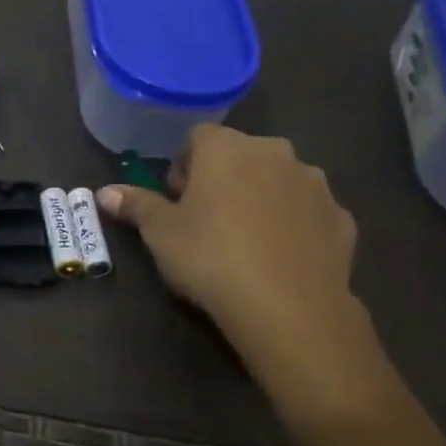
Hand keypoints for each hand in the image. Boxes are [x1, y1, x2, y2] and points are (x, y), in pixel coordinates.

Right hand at [99, 126, 388, 417]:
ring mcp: (315, 185)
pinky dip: (292, 226)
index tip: (176, 201)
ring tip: (243, 242)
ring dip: (259, 199)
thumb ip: (135, 206)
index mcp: (227, 149)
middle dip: (221, 180)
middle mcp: (275, 153)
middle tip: (205, 222)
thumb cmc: (210, 258)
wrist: (288, 307)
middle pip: (240, 156)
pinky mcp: (341, 218)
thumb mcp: (160, 234)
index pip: (197, 138)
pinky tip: (277, 259)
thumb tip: (105, 192)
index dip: (183, 167)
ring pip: (276, 181)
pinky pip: (306, 213)